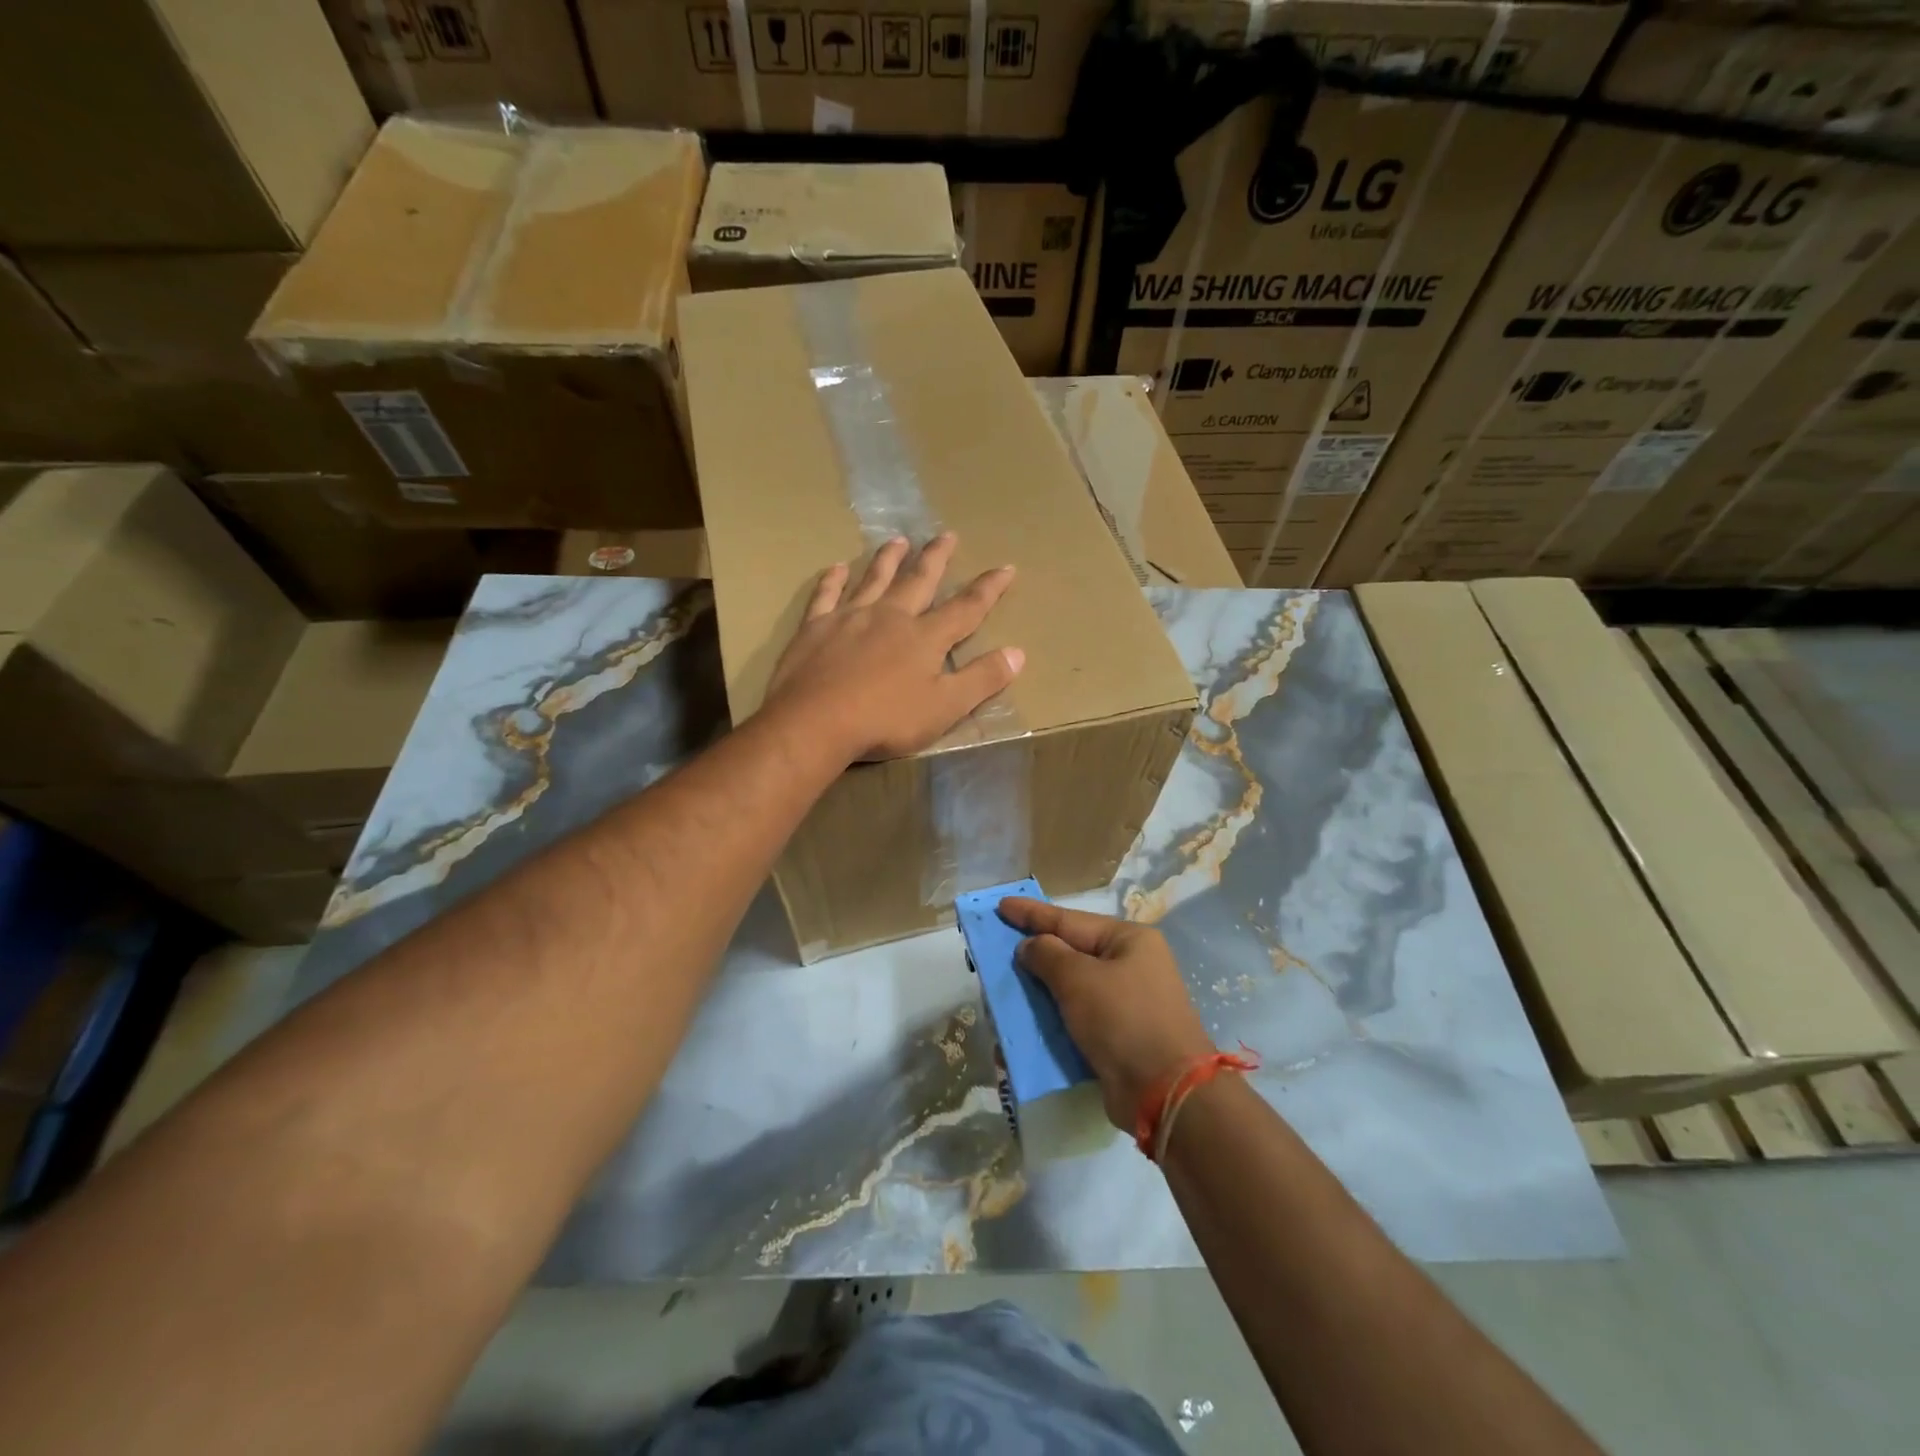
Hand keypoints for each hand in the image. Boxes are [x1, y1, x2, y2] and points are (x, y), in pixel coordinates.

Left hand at [763, 533, 1023, 762]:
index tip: (1006, 567)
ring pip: (874, 579)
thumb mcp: (945, 707)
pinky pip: (826, 596)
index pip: (966, 608)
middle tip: (947, 534)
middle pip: (918, 581)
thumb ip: (982, 679)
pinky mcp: (815, 628)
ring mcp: (850, 618)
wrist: (815, 723)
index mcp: (925, 638)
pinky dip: (833, 580)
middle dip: (936, 558)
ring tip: (898, 540)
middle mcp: (890, 617)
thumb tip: (1018, 653)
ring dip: (888, 559)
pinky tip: (838, 568)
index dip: (989, 589)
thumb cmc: (886, 720)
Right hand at [997, 898, 1215, 1132]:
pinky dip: (1051, 1021)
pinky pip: (1076, 1020)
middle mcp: (1131, 966)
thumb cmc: (1122, 1019)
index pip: (1069, 920)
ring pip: (1070, 989)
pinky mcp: (1118, 1037)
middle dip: (1033, 955)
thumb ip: (1047, 955)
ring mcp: (1126, 1003)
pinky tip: (1024, 1026)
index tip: (1000, 904)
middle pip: (1071, 953)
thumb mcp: (1078, 978)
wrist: (1164, 1093)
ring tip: (1003, 990)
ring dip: (1038, 992)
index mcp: (1128, 940)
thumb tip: (1029, 946)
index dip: (1031, 913)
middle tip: (996, 949)